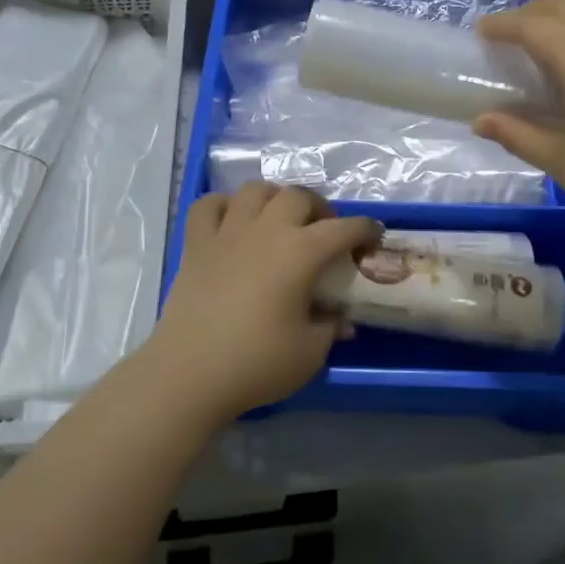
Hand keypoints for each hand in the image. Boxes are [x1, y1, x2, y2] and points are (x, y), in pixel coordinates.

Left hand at [150, 184, 381, 422]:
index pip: (343, 228)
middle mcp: (266, 230)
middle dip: (318, 207)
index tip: (374, 234)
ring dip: (274, 198)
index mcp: (300, 253)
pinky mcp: (196, 244)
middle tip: (324, 230)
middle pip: (297, 196)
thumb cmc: (257, 363)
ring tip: (280, 219)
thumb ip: (330, 327)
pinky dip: (223, 205)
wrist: (190, 373)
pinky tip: (232, 220)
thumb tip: (340, 318)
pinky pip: (208, 205)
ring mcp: (227, 232)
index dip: (364, 229)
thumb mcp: (310, 353)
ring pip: (255, 190)